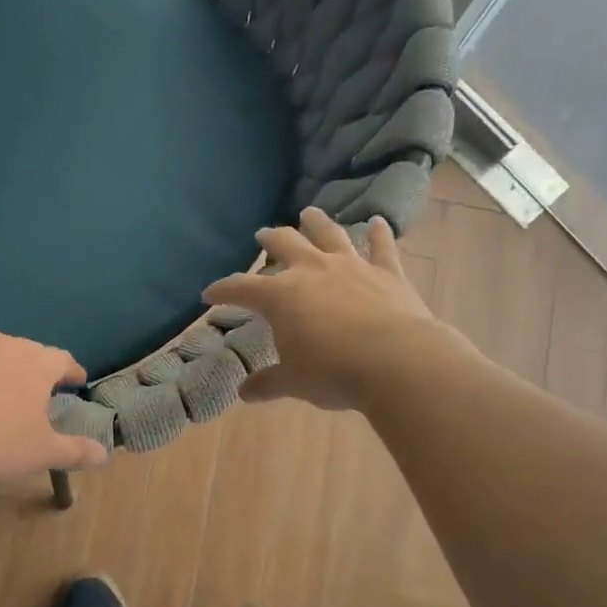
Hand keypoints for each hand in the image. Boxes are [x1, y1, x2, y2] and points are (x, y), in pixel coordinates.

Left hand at [0, 331, 108, 488]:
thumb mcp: (44, 452)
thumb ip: (77, 451)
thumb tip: (104, 456)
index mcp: (35, 362)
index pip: (62, 359)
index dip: (72, 371)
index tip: (77, 381)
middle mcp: (2, 346)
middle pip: (27, 352)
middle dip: (36, 369)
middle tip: (39, 390)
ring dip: (0, 372)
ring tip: (1, 396)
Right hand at [203, 207, 440, 411]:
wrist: (397, 362)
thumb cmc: (334, 372)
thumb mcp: (293, 382)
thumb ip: (268, 383)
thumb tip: (244, 392)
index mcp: (281, 295)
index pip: (241, 287)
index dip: (223, 290)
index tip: (209, 294)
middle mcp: (313, 270)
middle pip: (284, 244)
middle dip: (270, 239)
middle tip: (262, 235)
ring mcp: (352, 266)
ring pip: (329, 234)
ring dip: (316, 223)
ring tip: (308, 214)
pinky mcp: (388, 273)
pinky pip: (382, 247)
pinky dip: (379, 234)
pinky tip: (377, 222)